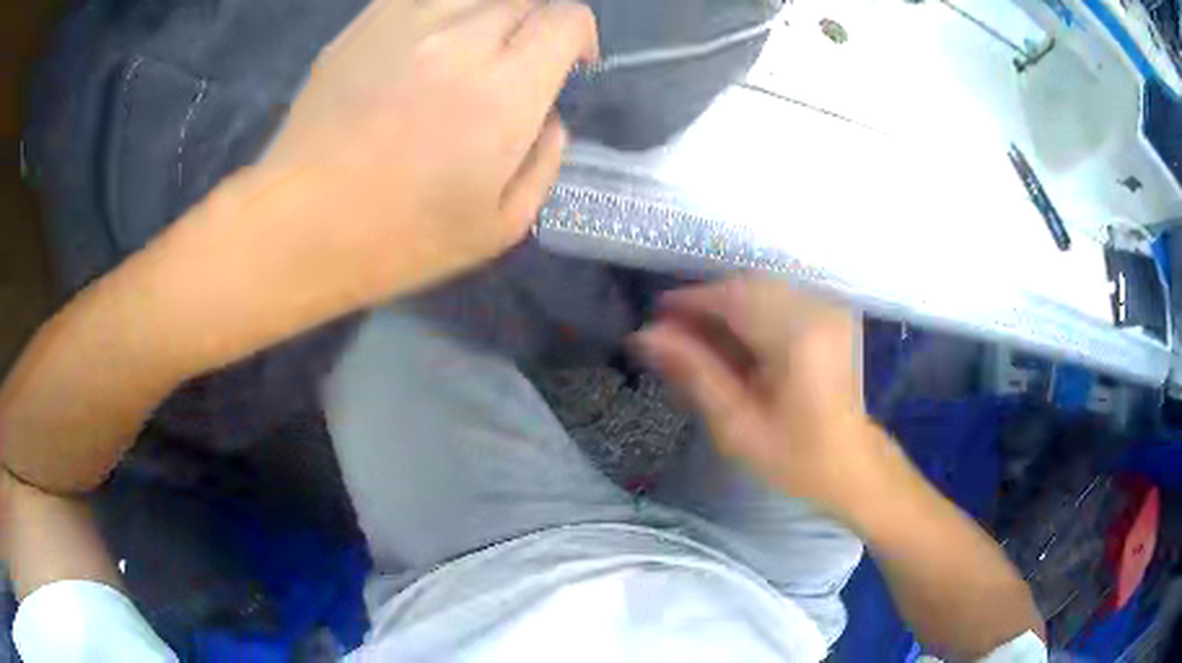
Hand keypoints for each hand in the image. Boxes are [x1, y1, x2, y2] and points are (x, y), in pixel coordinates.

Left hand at [233, 0, 597, 309]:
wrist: (297, 227)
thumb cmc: (398, 239)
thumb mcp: (499, 228)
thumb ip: (544, 163)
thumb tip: (548, 120)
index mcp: (503, 91)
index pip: (568, 19)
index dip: (578, 37)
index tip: (567, 65)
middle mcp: (460, 39)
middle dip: (537, 25)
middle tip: (517, 62)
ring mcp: (405, 23)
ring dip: (491, 12)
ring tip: (475, 46)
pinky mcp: (362, 24)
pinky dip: (442, 8)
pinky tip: (431, 39)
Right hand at [632, 276, 875, 507]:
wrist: (851, 464)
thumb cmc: (795, 457)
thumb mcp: (737, 425)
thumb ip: (694, 373)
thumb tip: (646, 336)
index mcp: (799, 338)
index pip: (734, 297)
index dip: (691, 300)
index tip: (656, 316)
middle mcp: (818, 309)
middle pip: (747, 285)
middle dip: (706, 303)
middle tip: (673, 333)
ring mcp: (830, 307)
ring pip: (762, 288)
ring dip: (726, 307)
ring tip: (699, 339)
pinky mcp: (831, 312)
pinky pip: (779, 297)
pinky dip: (750, 311)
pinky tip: (734, 340)